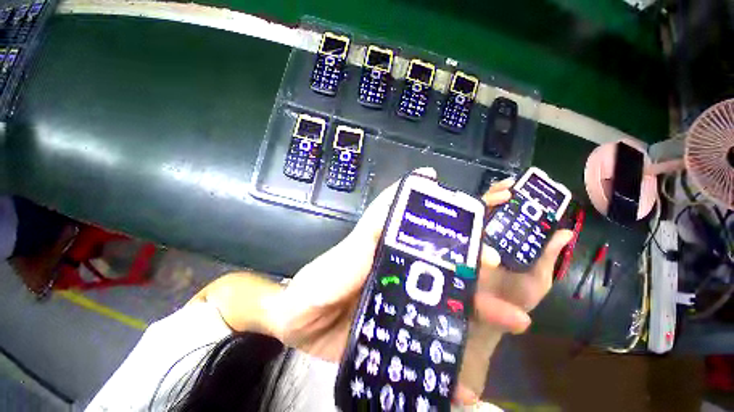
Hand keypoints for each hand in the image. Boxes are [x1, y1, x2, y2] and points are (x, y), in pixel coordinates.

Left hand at [268, 169, 571, 403]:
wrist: (297, 325)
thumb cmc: (317, 284)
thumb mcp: (345, 254)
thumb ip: (373, 228)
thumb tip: (410, 184)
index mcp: (391, 255)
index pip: (428, 241)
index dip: (457, 240)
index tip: (485, 245)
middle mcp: (400, 277)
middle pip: (443, 277)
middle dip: (475, 284)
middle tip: (508, 299)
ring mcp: (400, 308)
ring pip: (442, 311)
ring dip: (473, 322)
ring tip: (508, 330)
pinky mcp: (395, 334)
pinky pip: (426, 347)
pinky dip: (447, 366)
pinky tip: (465, 385)